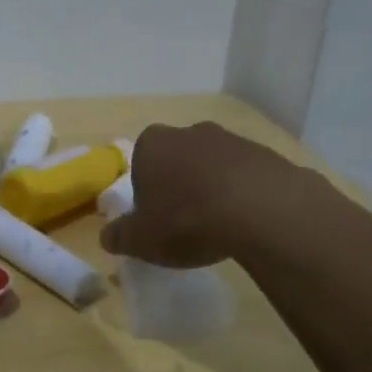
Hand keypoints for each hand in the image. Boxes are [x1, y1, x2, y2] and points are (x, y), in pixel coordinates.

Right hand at [99, 121, 303, 267]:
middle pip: (177, 160)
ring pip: (212, 166)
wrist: (260, 209)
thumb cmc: (186, 221)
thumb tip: (108, 236)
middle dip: (179, 186)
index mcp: (151, 144)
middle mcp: (188, 132)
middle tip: (185, 223)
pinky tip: (246, 221)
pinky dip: (242, 193)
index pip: (140, 165)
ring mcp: (230, 139)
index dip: (146, 194)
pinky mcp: (264, 153)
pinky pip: (245, 175)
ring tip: (219, 226)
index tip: (156, 220)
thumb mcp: (141, 240)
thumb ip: (120, 236)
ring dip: (212, 189)